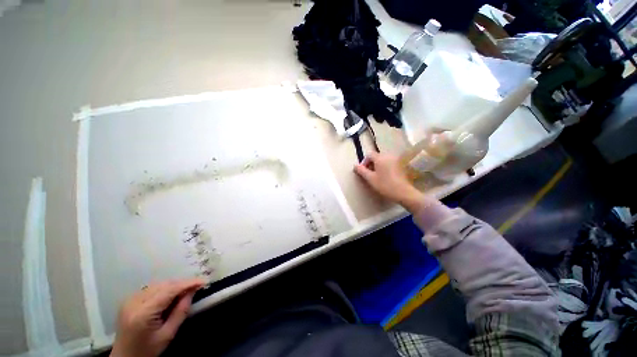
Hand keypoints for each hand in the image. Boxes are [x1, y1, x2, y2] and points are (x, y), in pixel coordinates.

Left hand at [110, 279, 204, 356]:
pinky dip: (164, 289)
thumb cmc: (147, 350)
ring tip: (185, 291)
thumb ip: (180, 312)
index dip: (188, 283)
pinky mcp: (129, 300)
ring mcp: (129, 299)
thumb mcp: (167, 335)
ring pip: (158, 284)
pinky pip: (151, 288)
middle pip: (163, 285)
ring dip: (174, 285)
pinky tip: (170, 295)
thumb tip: (192, 291)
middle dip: (182, 284)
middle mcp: (134, 302)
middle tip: (196, 287)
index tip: (203, 281)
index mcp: (143, 313)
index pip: (169, 291)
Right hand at [354, 152, 424, 212]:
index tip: (363, 172)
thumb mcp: (370, 179)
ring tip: (377, 177)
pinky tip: (385, 177)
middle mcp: (388, 156)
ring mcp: (396, 160)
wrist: (403, 192)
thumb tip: (355, 166)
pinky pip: (389, 164)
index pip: (369, 155)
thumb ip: (361, 171)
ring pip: (383, 161)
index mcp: (380, 158)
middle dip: (371, 164)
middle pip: (376, 157)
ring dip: (377, 167)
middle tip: (369, 175)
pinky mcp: (400, 166)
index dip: (364, 162)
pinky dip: (384, 168)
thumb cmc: (385, 185)